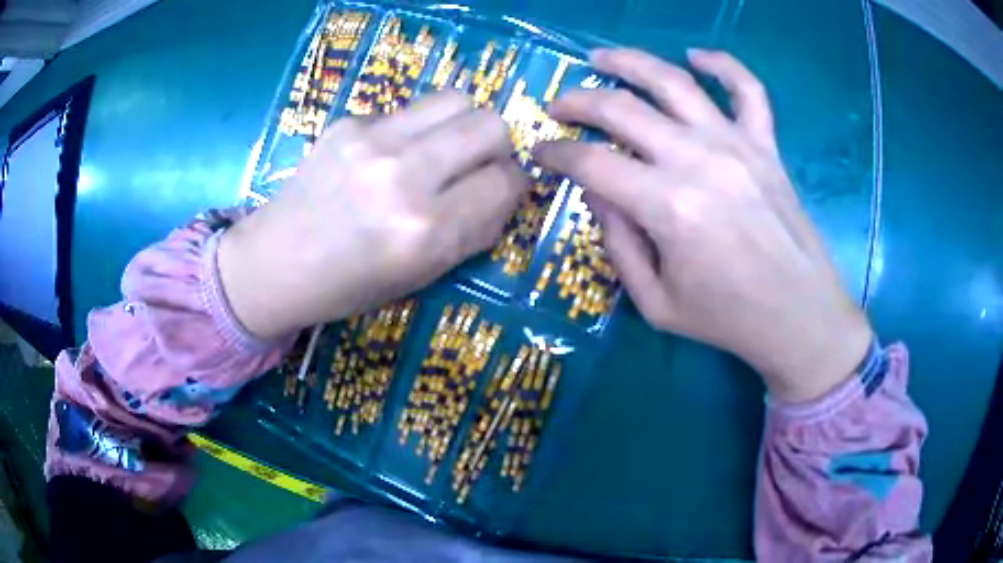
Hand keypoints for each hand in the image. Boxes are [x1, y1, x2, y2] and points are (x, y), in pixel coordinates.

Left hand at [219, 92, 526, 339]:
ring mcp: (372, 140)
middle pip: (490, 124)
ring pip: (457, 99)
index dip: (513, 184)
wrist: (275, 262)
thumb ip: (475, 229)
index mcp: (424, 231)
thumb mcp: (423, 274)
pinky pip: (411, 110)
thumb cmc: (350, 284)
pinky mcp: (349, 122)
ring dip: (462, 124)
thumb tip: (508, 189)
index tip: (500, 189)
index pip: (504, 181)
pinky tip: (389, 155)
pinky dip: (417, 130)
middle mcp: (403, 176)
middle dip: (496, 146)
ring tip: (440, 150)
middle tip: (473, 166)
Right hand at [535, 48, 871, 401]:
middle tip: (557, 104)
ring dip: (629, 61)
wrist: (799, 316)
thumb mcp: (655, 304)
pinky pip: (748, 89)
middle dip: (576, 101)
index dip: (556, 153)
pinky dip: (723, 65)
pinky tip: (696, 56)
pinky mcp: (766, 145)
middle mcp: (698, 161)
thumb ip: (617, 244)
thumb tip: (595, 190)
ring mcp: (736, 144)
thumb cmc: (728, 319)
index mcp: (668, 207)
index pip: (591, 163)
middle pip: (621, 109)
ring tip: (601, 57)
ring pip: (673, 80)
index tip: (540, 152)